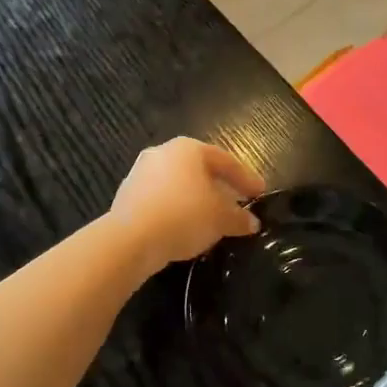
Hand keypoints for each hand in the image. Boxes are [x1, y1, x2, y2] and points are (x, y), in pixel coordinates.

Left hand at [109, 138, 264, 275]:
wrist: (131, 238)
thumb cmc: (185, 215)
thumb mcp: (221, 219)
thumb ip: (239, 218)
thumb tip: (252, 223)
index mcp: (189, 149)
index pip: (225, 161)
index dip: (246, 178)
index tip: (259, 193)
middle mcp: (163, 153)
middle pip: (199, 170)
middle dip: (219, 188)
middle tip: (236, 204)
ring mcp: (140, 173)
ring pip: (178, 184)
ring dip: (196, 200)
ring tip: (210, 219)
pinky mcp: (126, 195)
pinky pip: (161, 200)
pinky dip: (176, 210)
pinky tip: (184, 227)